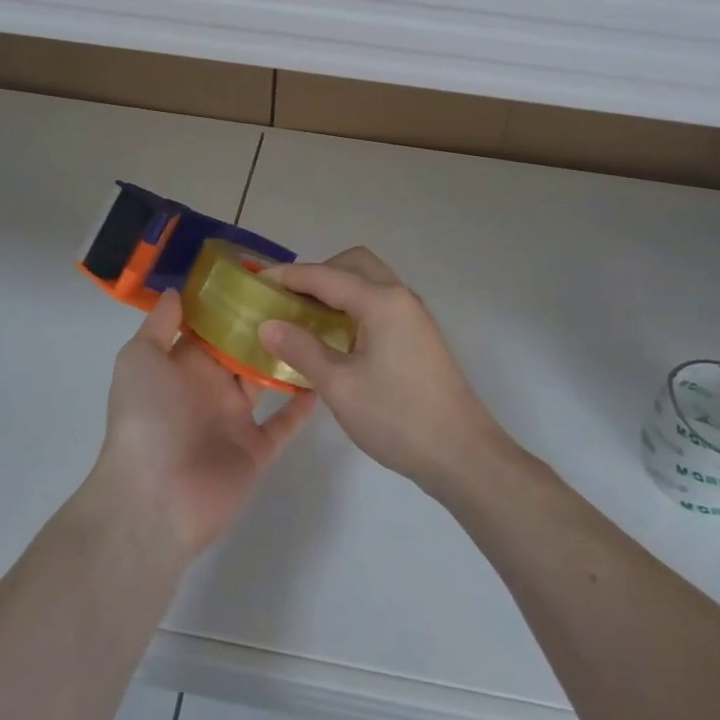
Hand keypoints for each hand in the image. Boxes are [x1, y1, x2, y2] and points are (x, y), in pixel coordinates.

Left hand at [91, 290, 315, 560]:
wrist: (154, 498)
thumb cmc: (146, 417)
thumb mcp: (140, 359)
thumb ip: (159, 324)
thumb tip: (177, 291)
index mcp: (183, 365)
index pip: (211, 327)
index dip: (231, 303)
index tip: (261, 275)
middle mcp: (210, 387)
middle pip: (242, 350)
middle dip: (264, 325)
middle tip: (300, 295)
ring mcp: (234, 420)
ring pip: (265, 381)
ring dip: (286, 358)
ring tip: (318, 327)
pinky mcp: (256, 450)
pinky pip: (283, 423)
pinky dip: (301, 405)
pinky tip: (322, 378)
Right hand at [258, 247, 507, 497]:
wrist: (462, 454)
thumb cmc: (397, 417)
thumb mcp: (340, 386)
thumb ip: (302, 349)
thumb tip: (268, 324)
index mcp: (381, 301)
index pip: (325, 275)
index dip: (288, 276)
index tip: (257, 282)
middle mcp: (400, 296)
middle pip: (353, 264)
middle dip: (317, 274)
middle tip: (288, 300)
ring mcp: (413, 315)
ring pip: (369, 281)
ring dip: (338, 289)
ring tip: (306, 317)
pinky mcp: (419, 335)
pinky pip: (380, 302)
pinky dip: (354, 306)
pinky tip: (337, 338)